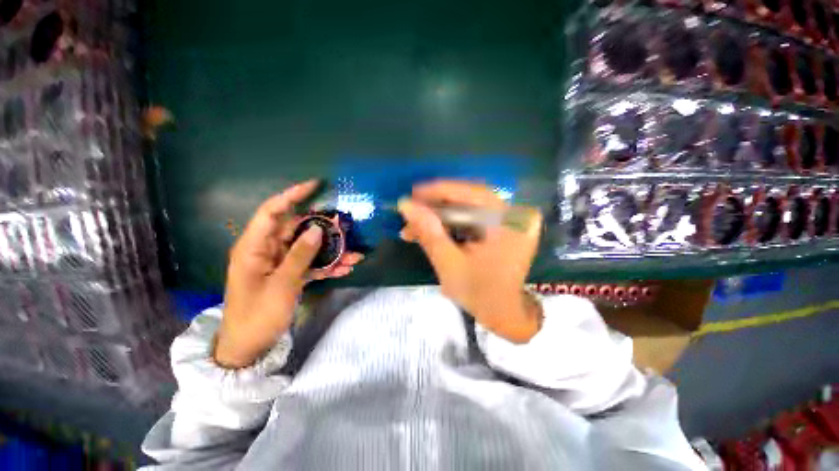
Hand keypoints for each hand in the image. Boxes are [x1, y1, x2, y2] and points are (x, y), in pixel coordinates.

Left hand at [215, 180, 363, 367]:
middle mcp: (268, 250)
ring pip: (309, 248)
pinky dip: (328, 266)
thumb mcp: (281, 284)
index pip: (272, 212)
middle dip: (323, 229)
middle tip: (346, 227)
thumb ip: (300, 255)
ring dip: (332, 251)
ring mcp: (281, 263)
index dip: (292, 195)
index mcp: (254, 247)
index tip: (315, 185)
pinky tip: (346, 269)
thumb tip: (316, 230)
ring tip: (354, 256)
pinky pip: (312, 264)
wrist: (249, 346)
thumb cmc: (257, 315)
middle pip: (298, 230)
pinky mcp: (290, 275)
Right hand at [398, 180, 542, 342]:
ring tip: (413, 228)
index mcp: (509, 222)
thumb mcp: (450, 265)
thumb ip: (429, 233)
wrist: (503, 313)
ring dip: (438, 217)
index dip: (439, 191)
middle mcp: (513, 214)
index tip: (412, 194)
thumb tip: (406, 205)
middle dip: (435, 207)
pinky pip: (471, 218)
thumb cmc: (480, 294)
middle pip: (468, 199)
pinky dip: (449, 224)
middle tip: (409, 212)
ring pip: (466, 208)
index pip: (471, 193)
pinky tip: (429, 232)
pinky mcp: (500, 227)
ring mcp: (508, 220)